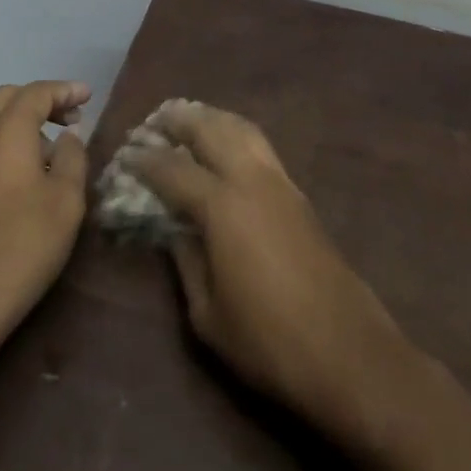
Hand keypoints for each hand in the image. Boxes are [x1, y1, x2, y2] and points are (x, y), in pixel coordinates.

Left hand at [0, 81, 89, 356]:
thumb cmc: (21, 247)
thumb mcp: (66, 202)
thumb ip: (72, 158)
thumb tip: (67, 137)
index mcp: (6, 131)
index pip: (37, 93)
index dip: (65, 90)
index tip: (88, 96)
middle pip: (7, 98)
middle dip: (40, 100)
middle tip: (70, 117)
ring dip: (19, 120)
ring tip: (49, 145)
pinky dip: (2, 140)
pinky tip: (21, 171)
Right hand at [125, 101, 408, 426]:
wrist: (347, 352)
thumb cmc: (268, 341)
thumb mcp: (208, 314)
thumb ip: (185, 261)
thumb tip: (172, 229)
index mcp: (222, 206)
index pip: (173, 169)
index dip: (145, 160)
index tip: (124, 155)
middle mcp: (251, 180)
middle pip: (210, 130)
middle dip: (179, 121)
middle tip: (154, 122)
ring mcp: (280, 183)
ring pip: (241, 129)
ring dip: (212, 119)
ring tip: (189, 120)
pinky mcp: (299, 194)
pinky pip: (260, 146)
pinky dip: (236, 134)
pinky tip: (226, 148)